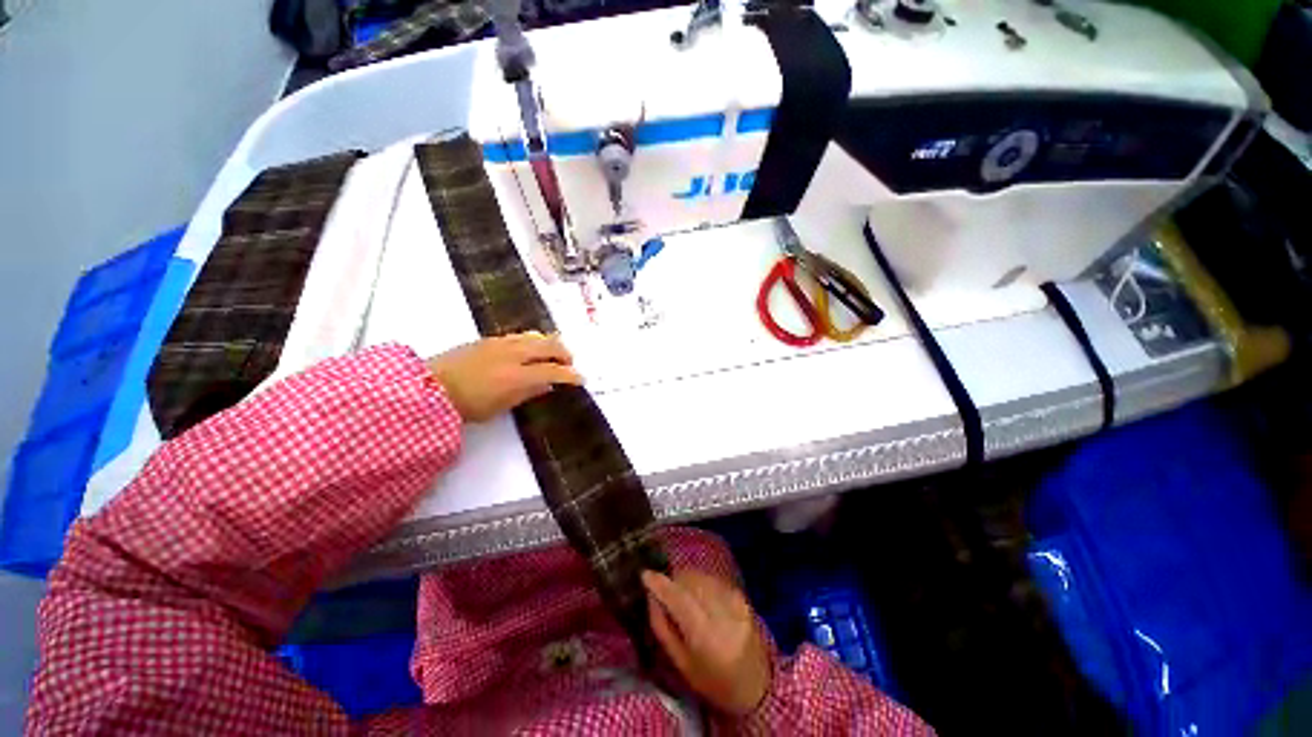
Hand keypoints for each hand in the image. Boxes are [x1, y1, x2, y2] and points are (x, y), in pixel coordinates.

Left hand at [425, 333, 582, 422]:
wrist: (430, 387)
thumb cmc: (467, 404)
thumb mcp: (501, 406)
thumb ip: (528, 392)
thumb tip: (548, 384)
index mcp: (517, 375)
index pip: (554, 371)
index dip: (571, 375)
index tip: (580, 379)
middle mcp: (514, 354)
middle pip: (551, 346)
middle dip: (565, 355)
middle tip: (569, 365)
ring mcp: (502, 343)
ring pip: (537, 336)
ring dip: (551, 345)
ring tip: (553, 356)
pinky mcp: (491, 338)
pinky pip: (522, 335)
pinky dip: (535, 341)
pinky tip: (532, 350)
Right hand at [643, 570, 771, 716]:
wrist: (756, 687)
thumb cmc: (713, 683)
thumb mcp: (681, 664)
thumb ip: (663, 628)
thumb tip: (652, 596)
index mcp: (707, 638)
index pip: (680, 600)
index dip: (661, 584)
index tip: (645, 574)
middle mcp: (723, 614)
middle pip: (691, 581)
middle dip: (673, 580)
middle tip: (663, 589)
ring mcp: (736, 603)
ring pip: (702, 576)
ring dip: (686, 578)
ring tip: (680, 593)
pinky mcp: (742, 596)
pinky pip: (714, 579)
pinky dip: (701, 581)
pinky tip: (698, 595)